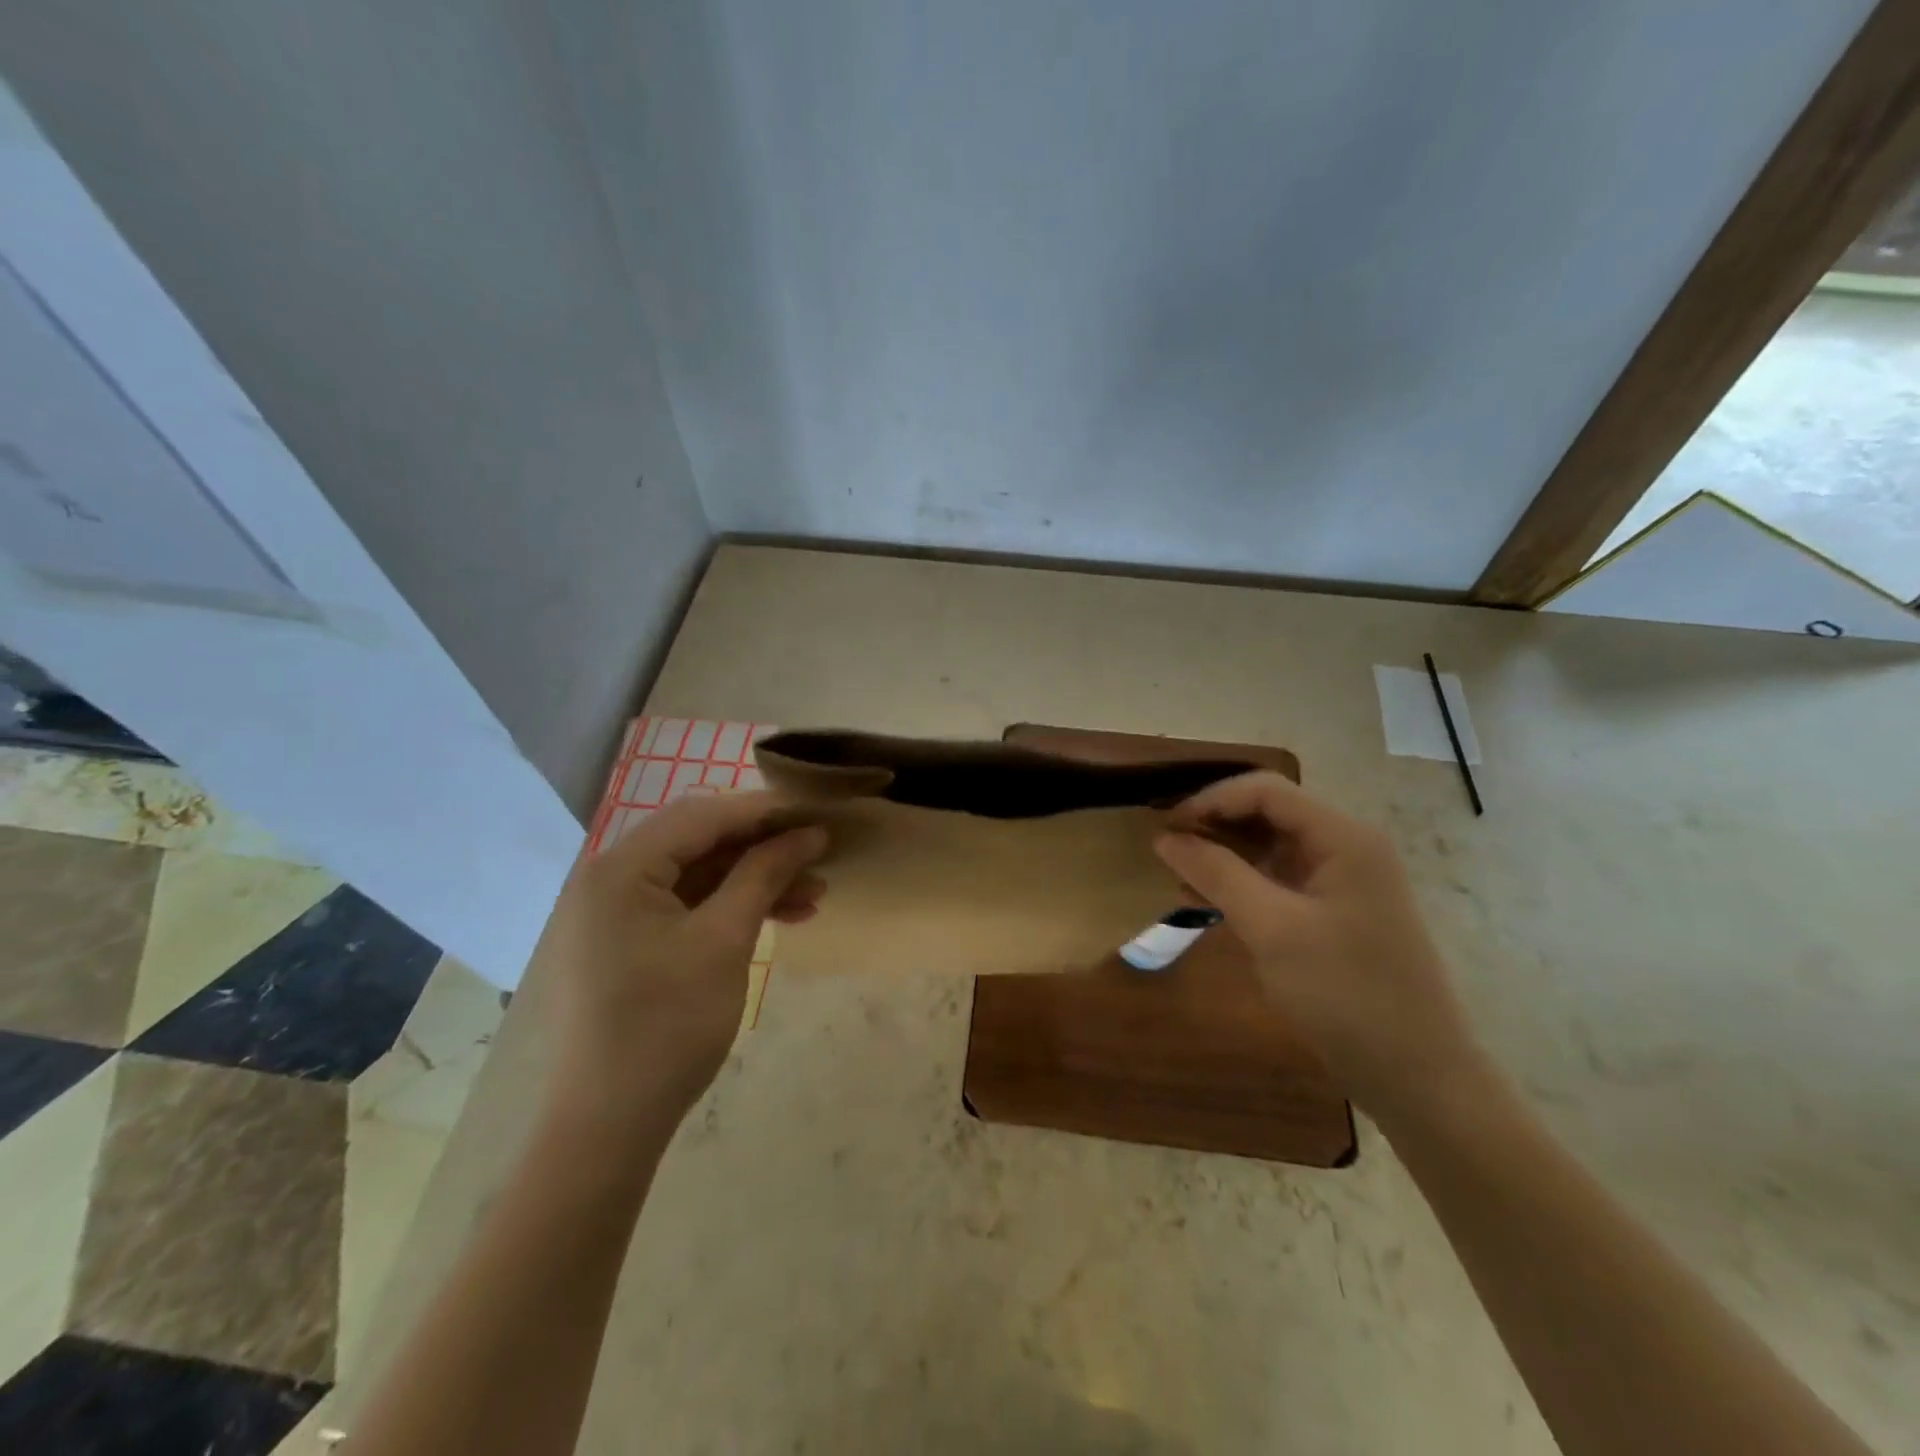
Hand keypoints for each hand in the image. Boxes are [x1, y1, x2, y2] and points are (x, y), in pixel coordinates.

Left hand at [531, 792, 827, 1131]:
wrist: (610, 1124)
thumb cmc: (667, 1025)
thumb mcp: (725, 940)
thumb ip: (764, 874)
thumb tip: (811, 833)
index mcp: (620, 868)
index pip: (702, 815)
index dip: (765, 810)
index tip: (818, 810)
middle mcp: (612, 878)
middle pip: (701, 840)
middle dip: (765, 845)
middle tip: (820, 849)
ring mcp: (619, 910)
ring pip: (701, 873)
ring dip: (757, 877)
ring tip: (815, 892)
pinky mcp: (632, 939)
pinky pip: (690, 904)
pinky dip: (734, 905)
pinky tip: (784, 915)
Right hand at [1155, 772, 1486, 1117]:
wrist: (1417, 1076)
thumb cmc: (1345, 993)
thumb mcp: (1272, 929)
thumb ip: (1216, 874)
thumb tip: (1165, 838)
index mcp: (1342, 837)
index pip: (1265, 790)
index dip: (1211, 799)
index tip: (1167, 828)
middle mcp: (1346, 846)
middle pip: (1268, 812)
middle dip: (1215, 824)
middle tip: (1167, 850)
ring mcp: (1342, 880)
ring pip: (1270, 846)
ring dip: (1224, 854)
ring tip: (1179, 876)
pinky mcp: (1334, 911)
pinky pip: (1279, 879)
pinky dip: (1242, 883)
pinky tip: (1206, 901)